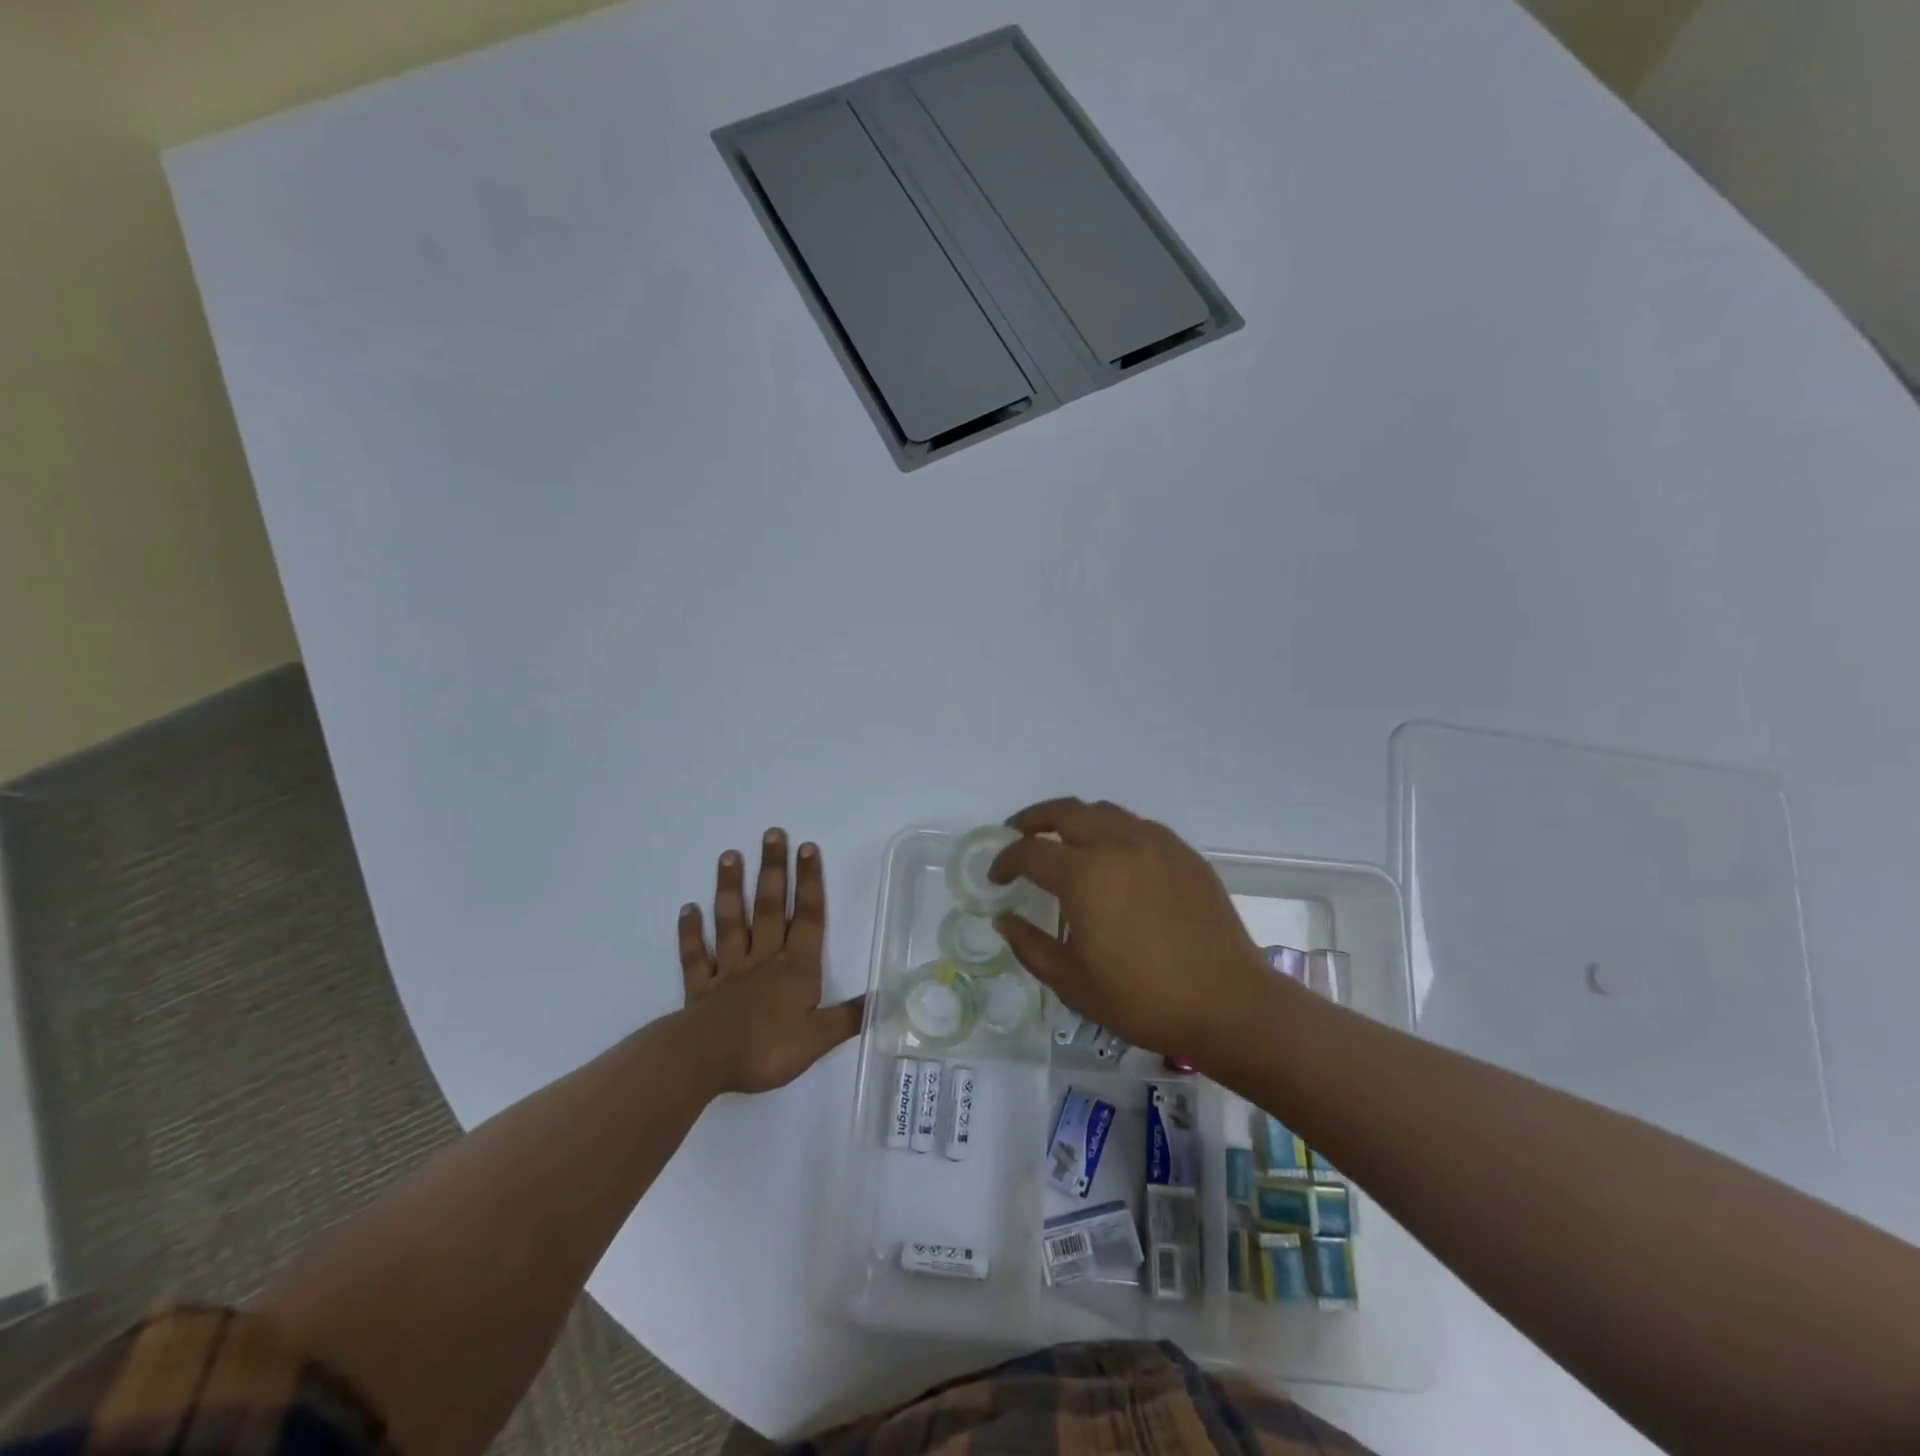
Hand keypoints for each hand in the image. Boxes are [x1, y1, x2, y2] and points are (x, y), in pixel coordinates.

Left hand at [678, 829, 864, 1094]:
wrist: (707, 1060)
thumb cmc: (768, 1048)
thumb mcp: (819, 1038)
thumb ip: (850, 1017)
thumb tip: (885, 1000)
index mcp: (797, 968)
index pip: (809, 917)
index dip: (810, 882)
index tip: (807, 848)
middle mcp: (764, 959)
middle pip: (771, 908)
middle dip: (774, 870)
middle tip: (772, 834)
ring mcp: (730, 970)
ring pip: (732, 922)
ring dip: (731, 888)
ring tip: (729, 856)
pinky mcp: (701, 988)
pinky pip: (696, 955)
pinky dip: (691, 932)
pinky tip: (688, 909)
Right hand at [989, 799, 1272, 1061]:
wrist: (1227, 1003)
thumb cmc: (1142, 998)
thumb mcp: (1072, 982)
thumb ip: (1030, 945)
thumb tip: (1004, 919)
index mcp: (1085, 874)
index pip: (1030, 852)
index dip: (1005, 861)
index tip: (996, 878)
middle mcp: (1117, 844)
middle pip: (1065, 812)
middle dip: (1033, 819)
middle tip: (1017, 834)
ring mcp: (1155, 844)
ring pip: (1104, 811)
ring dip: (1074, 819)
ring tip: (1062, 839)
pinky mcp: (1184, 854)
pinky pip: (1137, 826)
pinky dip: (1111, 829)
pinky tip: (1112, 855)